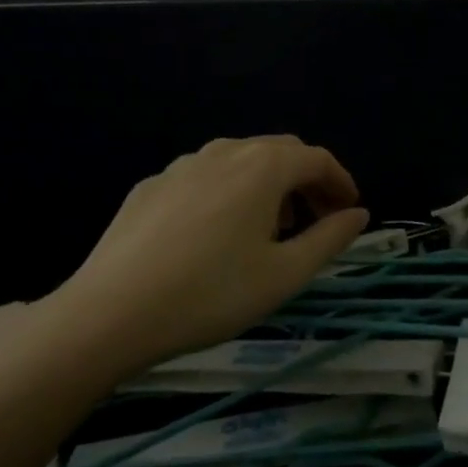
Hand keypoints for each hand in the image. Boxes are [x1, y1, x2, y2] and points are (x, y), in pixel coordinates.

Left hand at [37, 136, 368, 383]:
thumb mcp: (285, 274)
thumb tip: (358, 215)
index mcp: (263, 167)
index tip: (350, 212)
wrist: (109, 314)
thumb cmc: (211, 294)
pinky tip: (218, 232)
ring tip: (271, 227)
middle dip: (307, 180)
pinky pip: (205, 177)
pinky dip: (229, 192)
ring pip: (240, 160)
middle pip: (280, 152)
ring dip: (268, 184)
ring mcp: (182, 166)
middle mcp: (225, 152)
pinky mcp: (150, 186)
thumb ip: (330, 238)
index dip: (341, 182)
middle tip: (318, 218)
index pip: (317, 158)